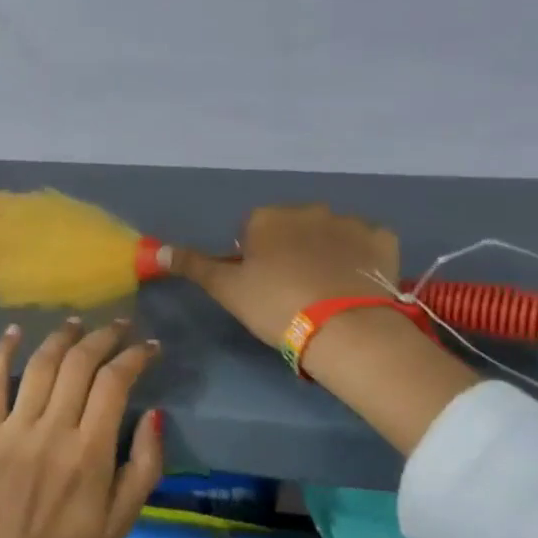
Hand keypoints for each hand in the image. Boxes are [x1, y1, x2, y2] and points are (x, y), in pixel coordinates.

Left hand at [0, 318, 164, 537]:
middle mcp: (52, 432)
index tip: (149, 346)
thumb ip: (146, 465)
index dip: (135, 356)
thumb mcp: (127, 518)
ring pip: (40, 365)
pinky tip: (15, 331)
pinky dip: (2, 352)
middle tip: (119, 326)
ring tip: (79, 323)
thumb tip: (154, 413)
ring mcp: (14, 430)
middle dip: (104, 337)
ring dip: (62, 337)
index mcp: (90, 453)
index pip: (115, 383)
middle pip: (79, 364)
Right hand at [169, 204, 402, 347]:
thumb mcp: (226, 289)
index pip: (252, 231)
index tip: (260, 287)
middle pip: (292, 228)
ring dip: (326, 252)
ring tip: (326, 292)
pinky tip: (356, 285)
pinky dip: (360, 259)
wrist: (343, 327)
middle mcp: (308, 209)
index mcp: (267, 217)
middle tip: (292, 291)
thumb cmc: (275, 305)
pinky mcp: (383, 239)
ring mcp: (349, 222)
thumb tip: (154, 249)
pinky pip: (366, 244)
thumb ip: (192, 265)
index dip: (254, 259)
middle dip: (291, 250)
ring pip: (330, 234)